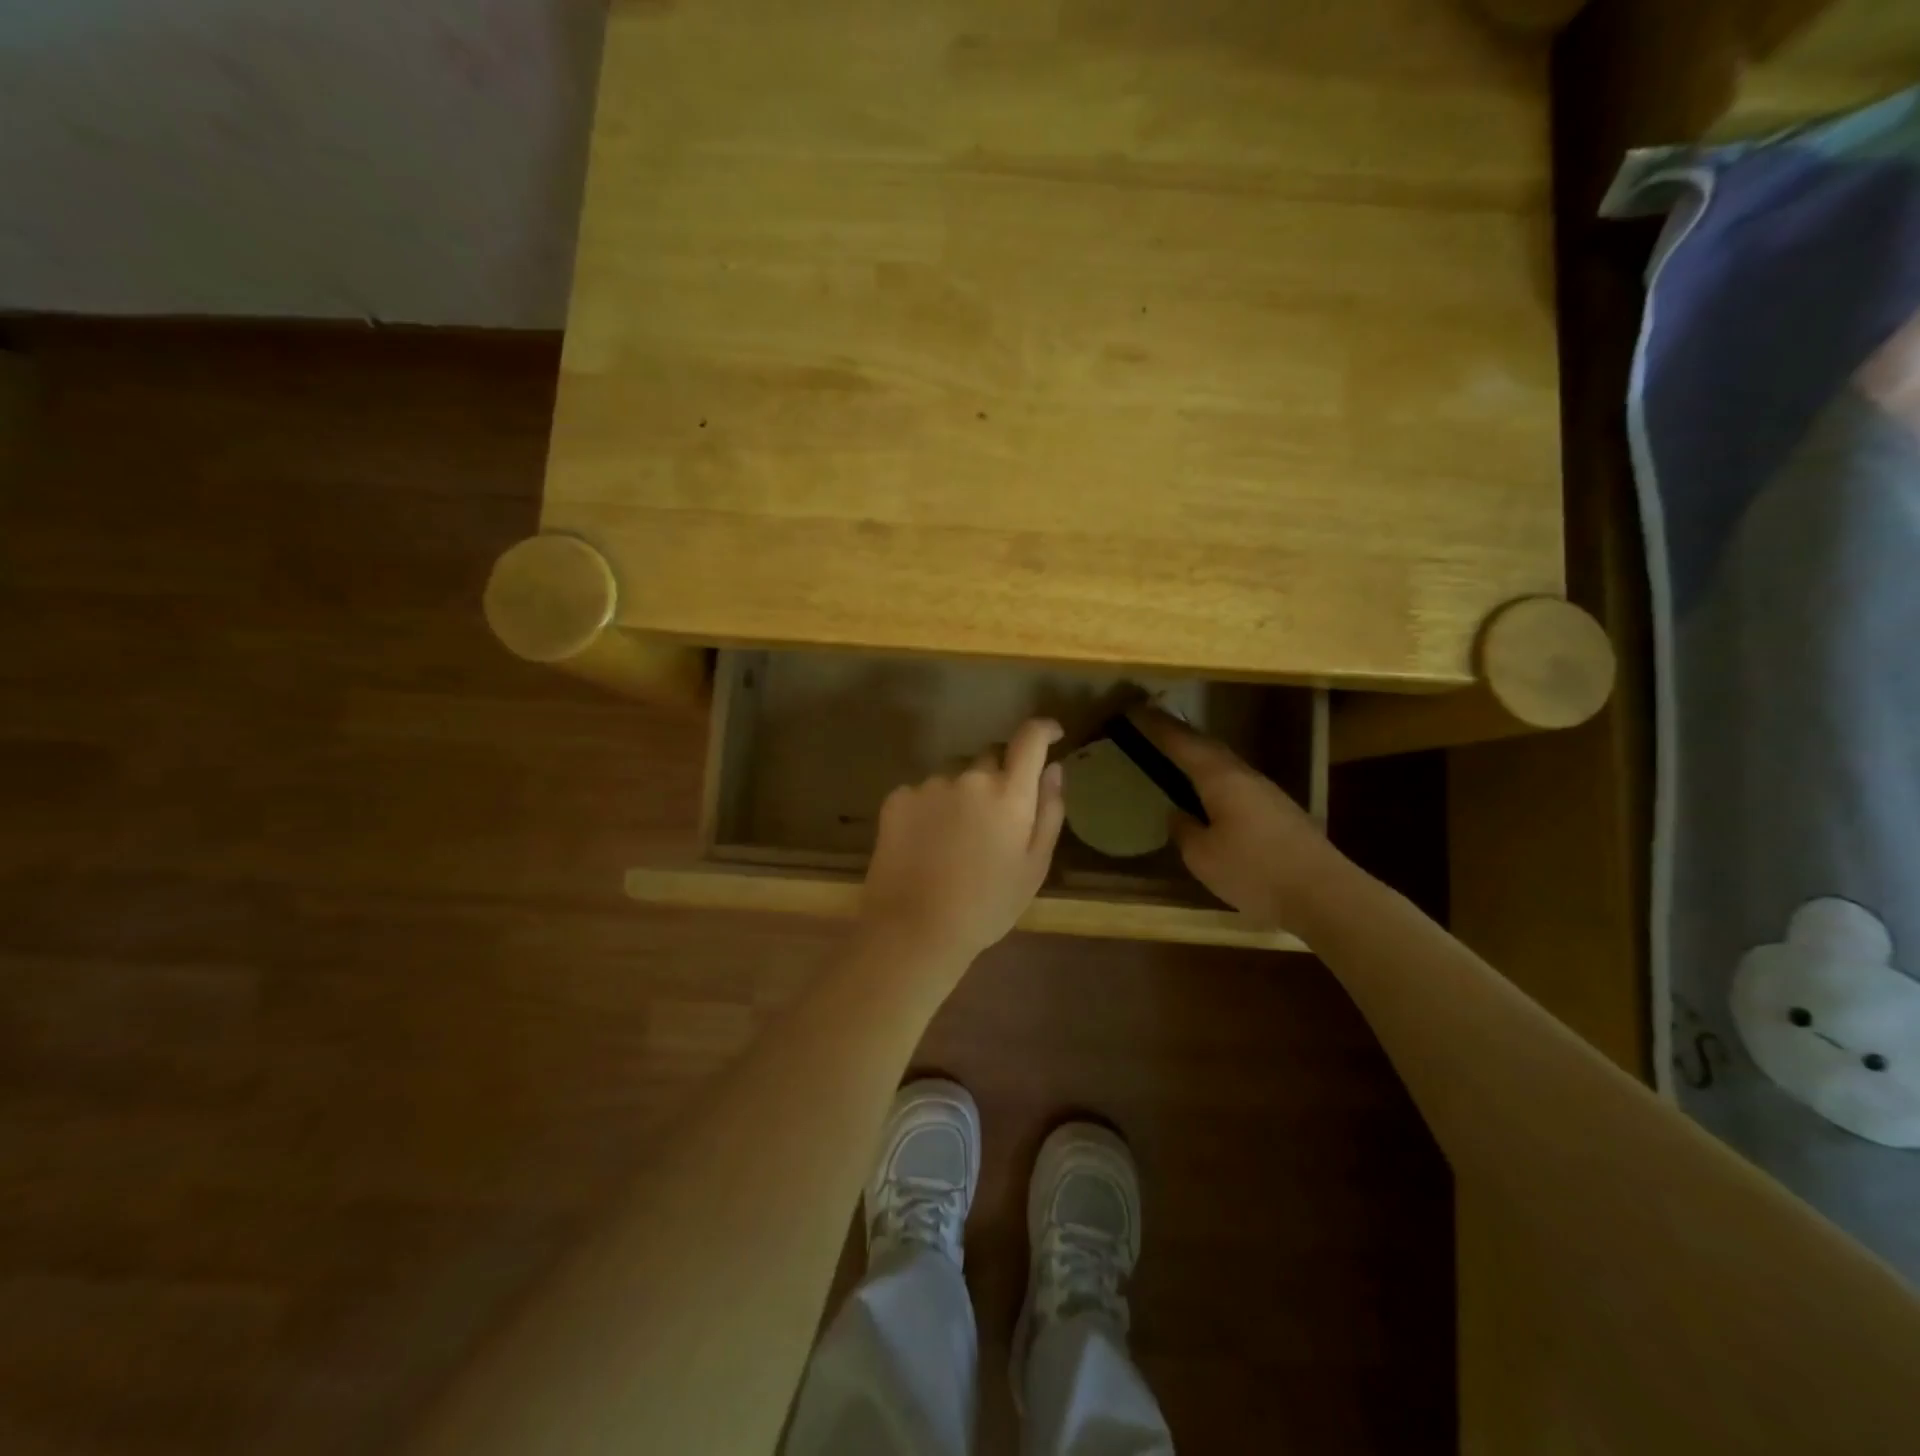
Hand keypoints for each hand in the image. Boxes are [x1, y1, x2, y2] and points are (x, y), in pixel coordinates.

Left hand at [859, 718, 1066, 965]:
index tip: (1050, 734)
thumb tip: (1054, 769)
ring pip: (954, 775)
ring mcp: (930, 785)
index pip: (1030, 740)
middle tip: (994, 817)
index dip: (1042, 729)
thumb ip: (1049, 811)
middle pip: (990, 757)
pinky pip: (922, 792)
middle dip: (997, 776)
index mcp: (1010, 794)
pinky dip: (929, 808)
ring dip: (961, 792)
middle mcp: (970, 778)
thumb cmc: (987, 905)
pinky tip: (925, 843)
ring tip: (954, 838)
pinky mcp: (897, 798)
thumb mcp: (1034, 866)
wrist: (915, 928)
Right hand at [1129, 707, 1339, 928]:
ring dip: (1200, 758)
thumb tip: (1178, 814)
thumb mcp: (1203, 857)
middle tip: (1153, 730)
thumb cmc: (1254, 872)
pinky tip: (1212, 797)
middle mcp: (1246, 776)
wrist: (1324, 895)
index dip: (1157, 727)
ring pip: (1226, 765)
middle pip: (1208, 747)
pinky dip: (1217, 781)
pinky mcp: (1282, 813)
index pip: (1182, 743)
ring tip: (1177, 760)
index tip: (1136, 711)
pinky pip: (1239, 785)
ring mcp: (1269, 793)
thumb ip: (1184, 830)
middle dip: (1180, 737)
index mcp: (1221, 779)